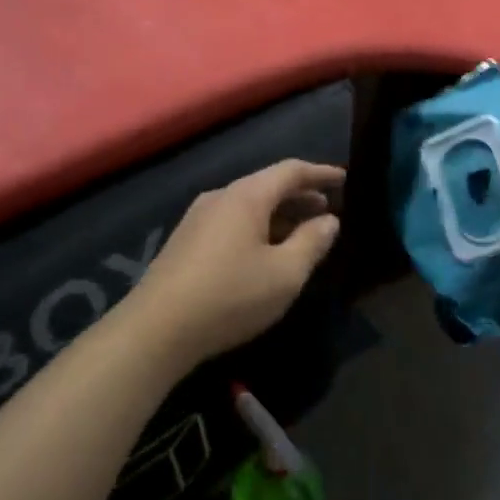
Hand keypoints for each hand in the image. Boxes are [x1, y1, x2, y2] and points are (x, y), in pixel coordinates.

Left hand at [125, 160, 345, 369]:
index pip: (290, 171)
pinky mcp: (185, 242)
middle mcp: (220, 197)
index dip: (320, 173)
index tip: (343, 179)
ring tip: (302, 233)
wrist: (157, 329)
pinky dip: (258, 228)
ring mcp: (197, 219)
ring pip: (248, 206)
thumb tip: (329, 220)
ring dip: (279, 215)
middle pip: (267, 185)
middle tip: (327, 211)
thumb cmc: (230, 296)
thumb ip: (312, 242)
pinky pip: (232, 222)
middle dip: (300, 196)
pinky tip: (265, 252)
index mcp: (246, 196)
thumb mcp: (285, 274)